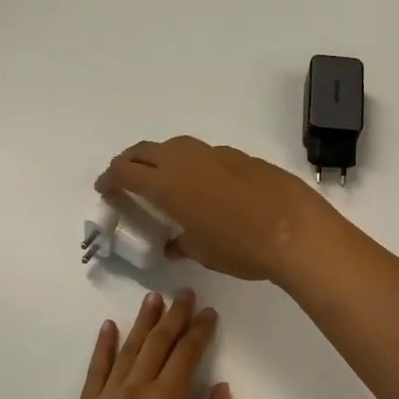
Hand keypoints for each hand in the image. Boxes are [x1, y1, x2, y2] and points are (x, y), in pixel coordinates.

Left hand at [54, 290, 235, 398]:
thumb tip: (220, 387)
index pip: (186, 355)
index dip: (200, 331)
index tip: (210, 313)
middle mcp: (132, 393)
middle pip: (156, 345)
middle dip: (173, 316)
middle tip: (185, 293)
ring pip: (125, 351)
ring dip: (142, 323)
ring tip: (153, 299)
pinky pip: (94, 372)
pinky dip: (102, 348)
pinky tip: (109, 329)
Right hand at [95, 138, 334, 283]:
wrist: (294, 229)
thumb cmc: (240, 247)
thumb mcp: (202, 251)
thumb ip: (181, 243)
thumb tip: (173, 243)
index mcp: (167, 184)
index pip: (126, 173)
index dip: (110, 178)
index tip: (104, 187)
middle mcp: (186, 161)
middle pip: (146, 151)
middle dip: (129, 162)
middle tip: (124, 177)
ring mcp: (215, 154)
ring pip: (176, 147)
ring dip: (160, 158)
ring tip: (162, 177)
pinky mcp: (240, 156)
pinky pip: (204, 154)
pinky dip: (191, 164)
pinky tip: (203, 184)